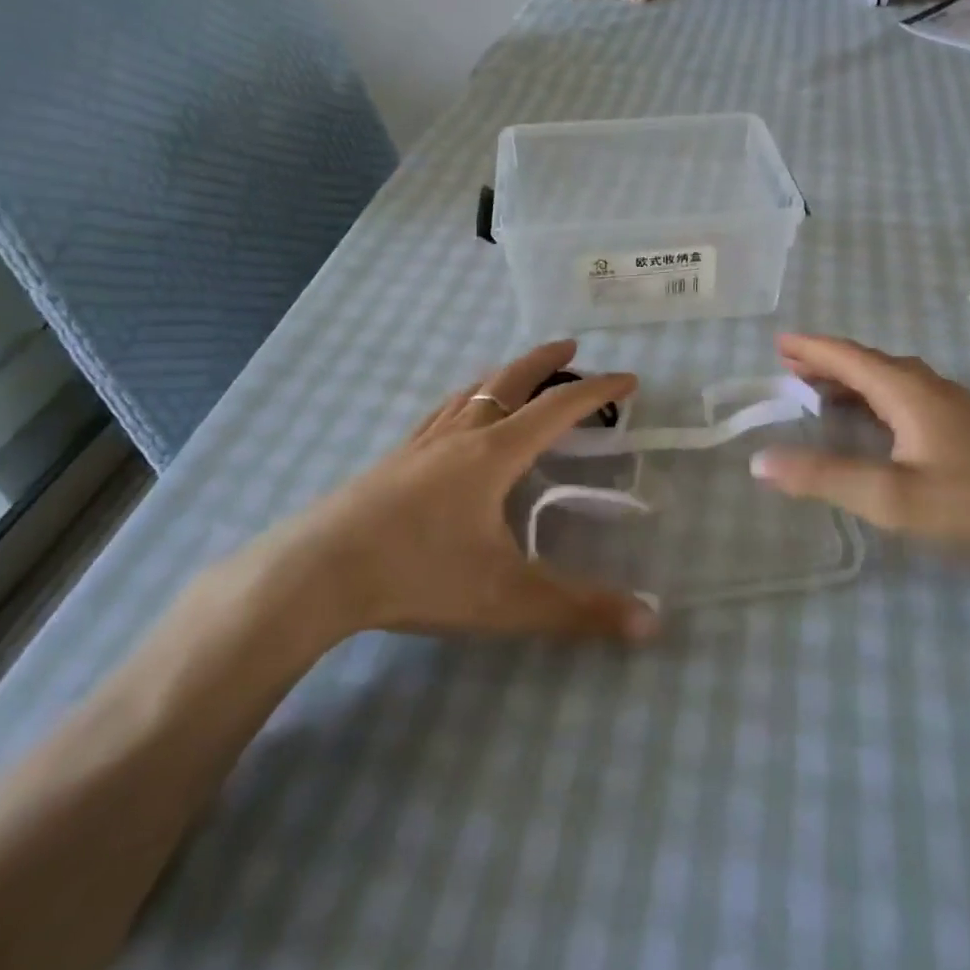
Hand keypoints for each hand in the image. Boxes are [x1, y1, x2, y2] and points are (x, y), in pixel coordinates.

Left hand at [242, 341, 658, 657]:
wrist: (316, 573)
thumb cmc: (419, 576)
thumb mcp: (508, 599)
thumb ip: (580, 610)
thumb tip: (653, 623)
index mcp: (494, 454)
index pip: (558, 409)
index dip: (597, 390)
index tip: (629, 379)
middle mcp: (460, 436)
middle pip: (509, 381)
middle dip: (545, 361)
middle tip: (570, 346)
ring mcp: (420, 444)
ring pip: (470, 392)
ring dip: (502, 375)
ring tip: (517, 373)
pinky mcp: (392, 461)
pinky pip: (440, 413)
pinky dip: (464, 400)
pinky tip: (454, 416)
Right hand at [751, 333, 969, 576]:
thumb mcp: (890, 497)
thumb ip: (823, 477)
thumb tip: (760, 460)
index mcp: (910, 391)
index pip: (850, 357)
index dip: (812, 348)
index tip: (778, 343)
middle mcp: (932, 388)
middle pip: (870, 364)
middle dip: (828, 363)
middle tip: (790, 368)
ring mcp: (954, 407)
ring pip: (892, 381)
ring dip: (853, 381)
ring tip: (820, 392)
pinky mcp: (968, 429)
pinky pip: (908, 398)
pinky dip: (876, 400)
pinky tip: (874, 423)